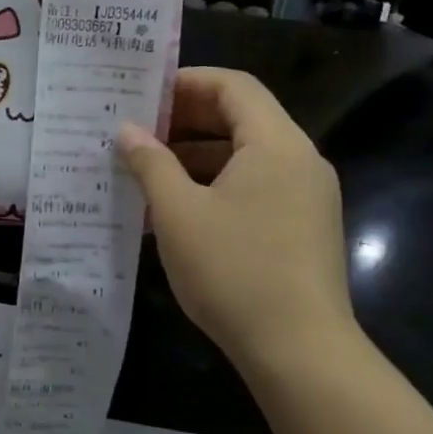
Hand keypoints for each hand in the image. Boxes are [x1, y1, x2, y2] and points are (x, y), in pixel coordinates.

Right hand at [118, 68, 359, 374]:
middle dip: (185, 120)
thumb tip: (126, 130)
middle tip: (136, 130)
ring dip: (195, 155)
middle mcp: (299, 160)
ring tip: (145, 170)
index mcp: (276, 144)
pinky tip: (175, 208)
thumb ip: (150, 163)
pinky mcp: (302, 227)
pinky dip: (215, 184)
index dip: (186, 82)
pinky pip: (255, 186)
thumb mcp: (178, 212)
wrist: (300, 352)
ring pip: (245, 155)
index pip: (233, 86)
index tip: (142, 94)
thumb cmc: (234, 269)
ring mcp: (306, 196)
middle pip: (241, 117)